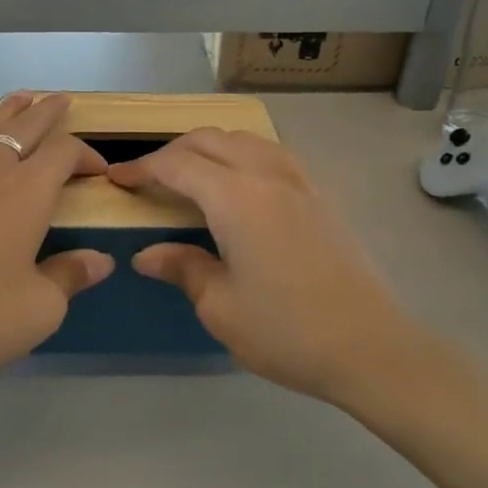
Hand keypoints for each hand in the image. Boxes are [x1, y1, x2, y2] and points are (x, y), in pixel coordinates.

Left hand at [0, 93, 114, 384]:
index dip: (86, 153)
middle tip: (61, 99)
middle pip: (23, 125)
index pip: (64, 151)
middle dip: (46, 110)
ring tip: (21, 98)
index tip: (99, 170)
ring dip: (8, 112)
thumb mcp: (39, 308)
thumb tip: (100, 260)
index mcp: (27, 191)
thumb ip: (71, 276)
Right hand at [107, 130, 435, 403]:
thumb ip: (182, 268)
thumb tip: (146, 254)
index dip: (142, 168)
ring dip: (208, 146)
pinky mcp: (319, 195)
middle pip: (209, 140)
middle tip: (148, 177)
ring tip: (189, 173)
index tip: (116, 178)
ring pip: (243, 139)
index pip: (177, 165)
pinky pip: (271, 153)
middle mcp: (266, 175)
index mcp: (236, 198)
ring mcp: (298, 181)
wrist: (371, 347)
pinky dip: (241, 153)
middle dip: (171, 151)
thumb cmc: (287, 331)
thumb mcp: (220, 307)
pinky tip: (238, 182)